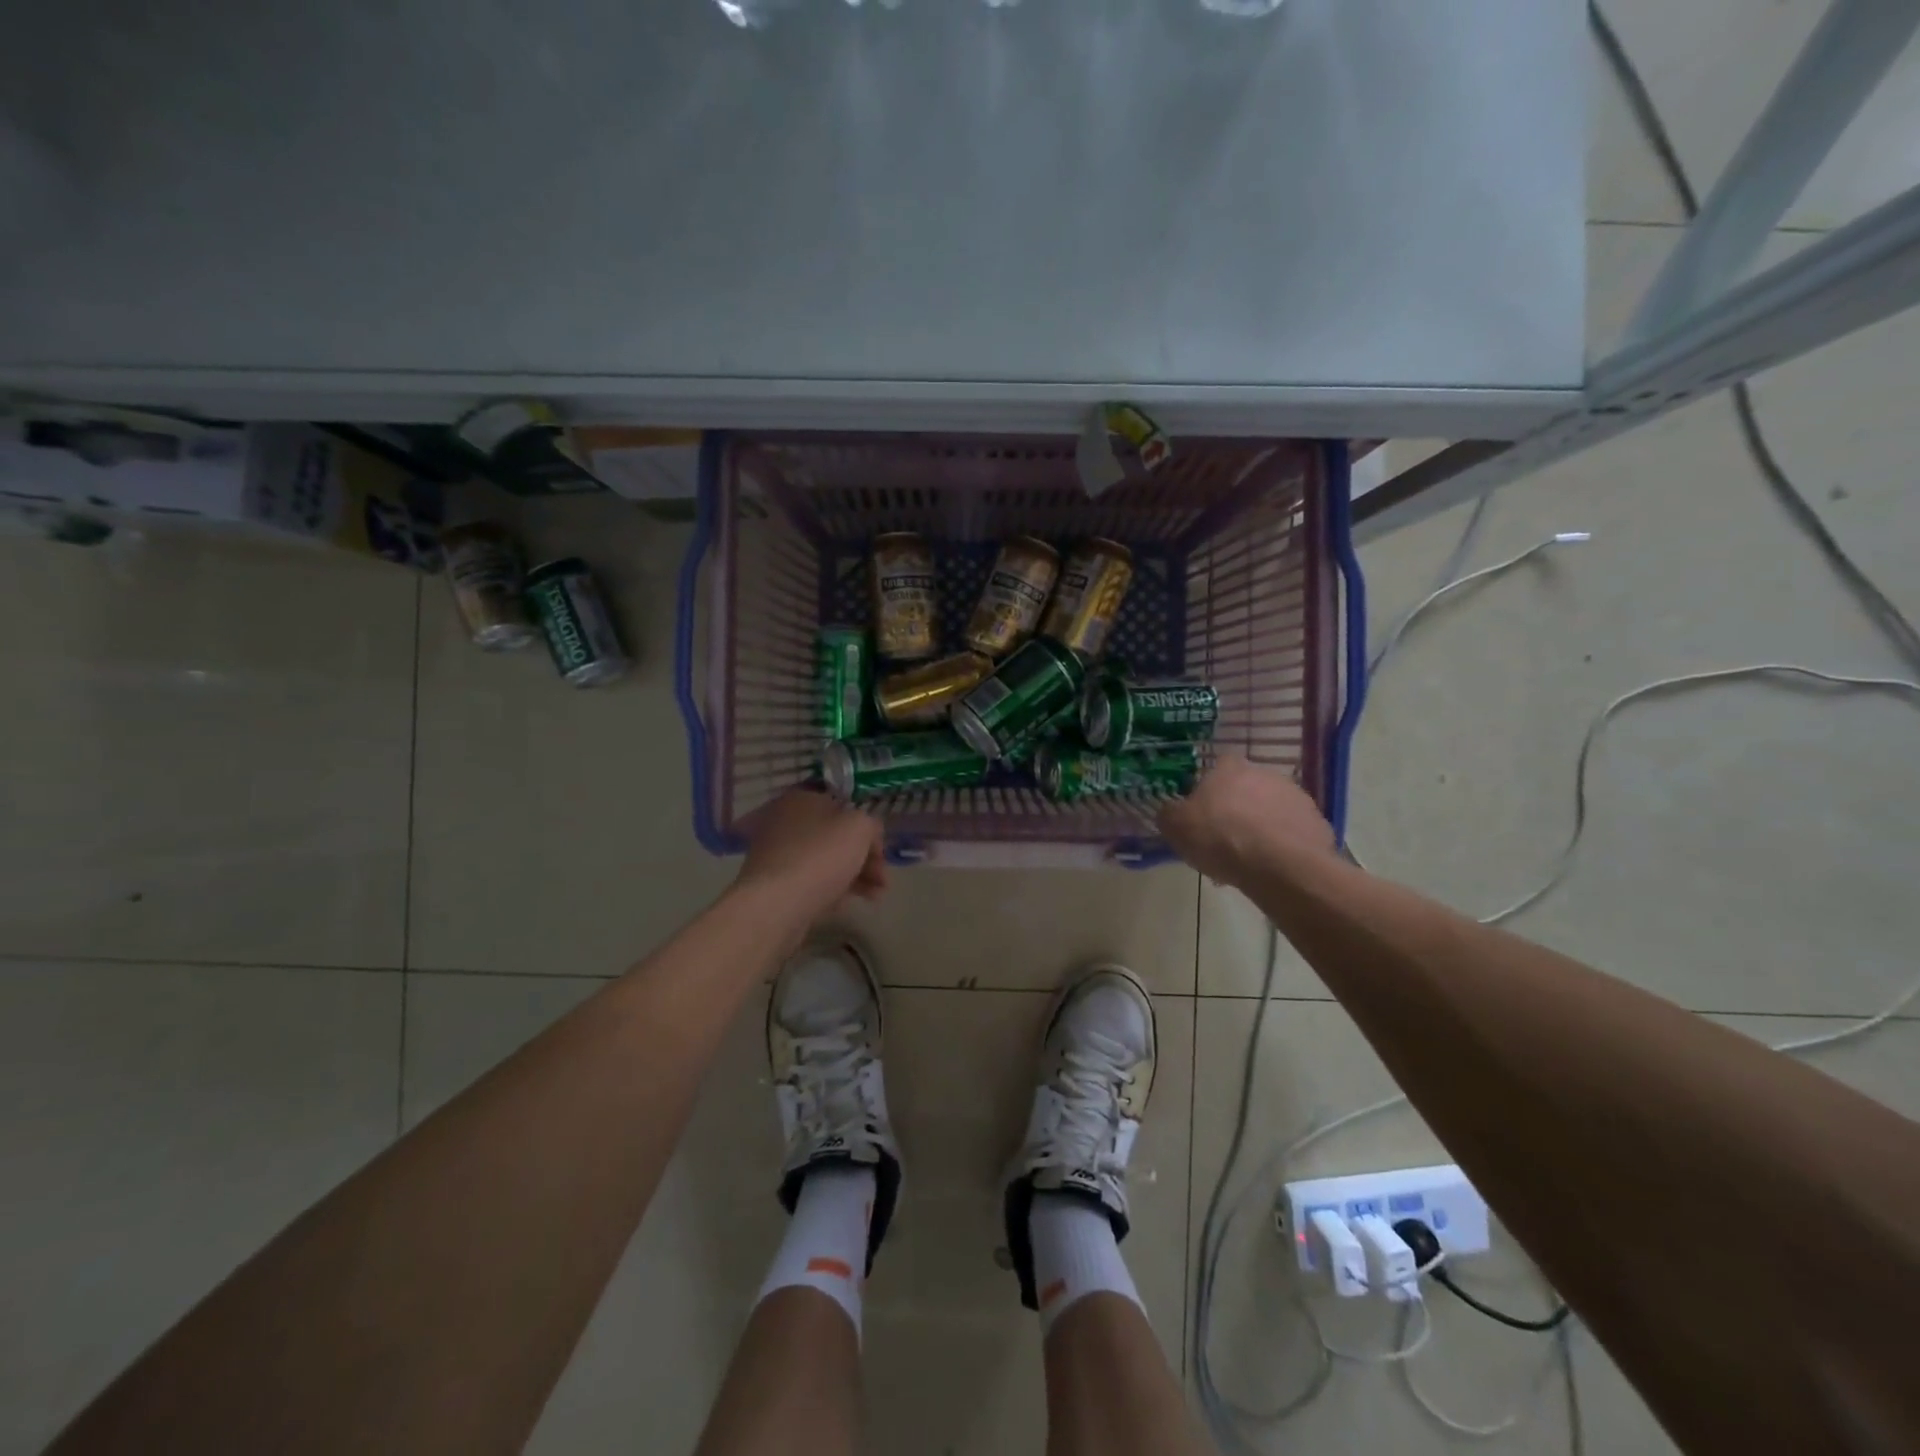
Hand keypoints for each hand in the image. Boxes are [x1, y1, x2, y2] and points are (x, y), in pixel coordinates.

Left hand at [733, 789, 887, 925]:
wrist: (777, 904)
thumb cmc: (821, 855)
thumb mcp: (860, 828)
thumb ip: (871, 825)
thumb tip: (867, 835)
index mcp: (801, 799)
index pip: (842, 808)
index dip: (867, 829)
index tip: (881, 852)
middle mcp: (784, 822)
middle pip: (834, 838)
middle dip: (864, 858)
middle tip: (882, 879)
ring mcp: (777, 855)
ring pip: (825, 862)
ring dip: (855, 877)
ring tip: (877, 896)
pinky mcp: (774, 884)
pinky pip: (811, 882)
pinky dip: (833, 890)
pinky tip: (849, 903)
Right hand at [1157, 755, 1336, 887]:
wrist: (1279, 866)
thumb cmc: (1220, 838)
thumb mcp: (1176, 827)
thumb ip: (1169, 814)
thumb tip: (1170, 811)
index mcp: (1230, 769)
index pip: (1219, 765)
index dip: (1210, 787)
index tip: (1204, 811)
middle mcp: (1266, 774)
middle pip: (1247, 788)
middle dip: (1238, 808)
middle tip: (1225, 839)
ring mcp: (1296, 797)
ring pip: (1272, 810)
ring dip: (1262, 826)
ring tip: (1250, 860)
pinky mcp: (1318, 823)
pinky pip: (1294, 832)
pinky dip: (1285, 844)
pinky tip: (1274, 867)